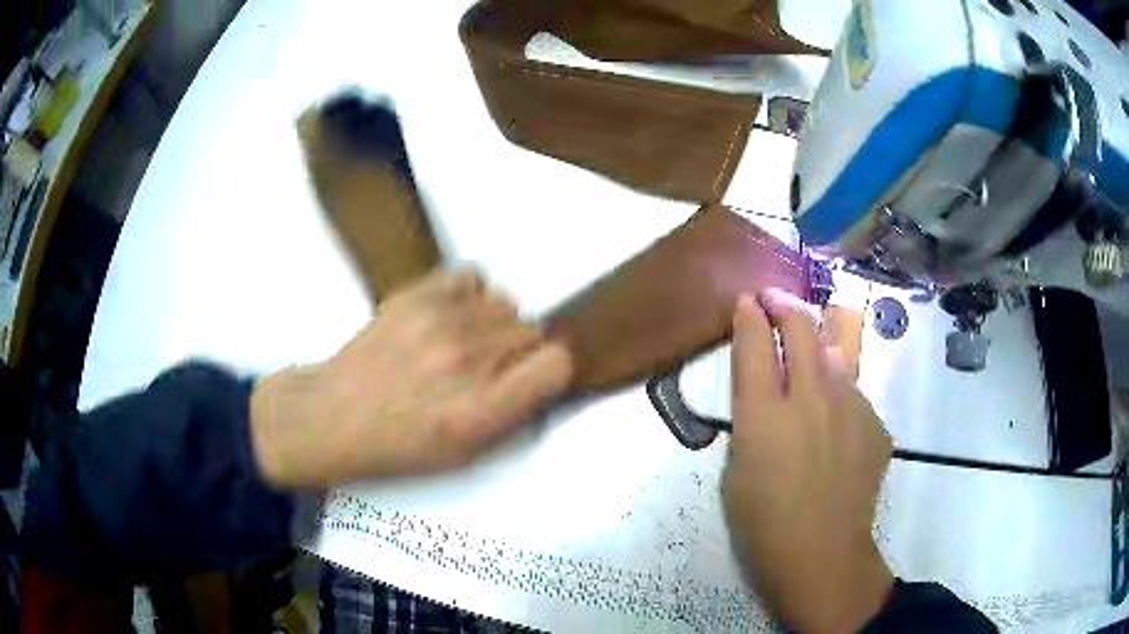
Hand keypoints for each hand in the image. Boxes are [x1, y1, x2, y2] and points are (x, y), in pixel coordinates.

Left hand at [250, 267, 572, 488]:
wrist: (333, 415)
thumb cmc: (400, 446)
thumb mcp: (465, 454)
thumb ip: (513, 413)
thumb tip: (543, 371)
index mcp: (480, 411)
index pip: (557, 363)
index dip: (550, 371)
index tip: (531, 379)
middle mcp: (465, 361)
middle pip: (533, 330)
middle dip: (520, 351)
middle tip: (490, 368)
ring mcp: (439, 322)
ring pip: (507, 303)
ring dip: (496, 323)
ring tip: (466, 342)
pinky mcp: (415, 295)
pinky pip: (474, 276)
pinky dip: (471, 294)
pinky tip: (452, 315)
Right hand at [722, 289, 893, 633]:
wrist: (823, 554)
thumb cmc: (764, 523)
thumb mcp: (736, 470)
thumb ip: (752, 420)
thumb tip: (768, 390)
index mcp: (764, 414)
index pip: (754, 342)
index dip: (748, 315)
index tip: (746, 303)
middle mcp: (811, 397)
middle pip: (801, 326)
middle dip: (783, 304)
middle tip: (774, 300)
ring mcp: (851, 406)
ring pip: (837, 346)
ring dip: (818, 333)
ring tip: (811, 335)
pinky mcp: (876, 421)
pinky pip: (855, 390)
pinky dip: (840, 388)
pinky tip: (835, 414)